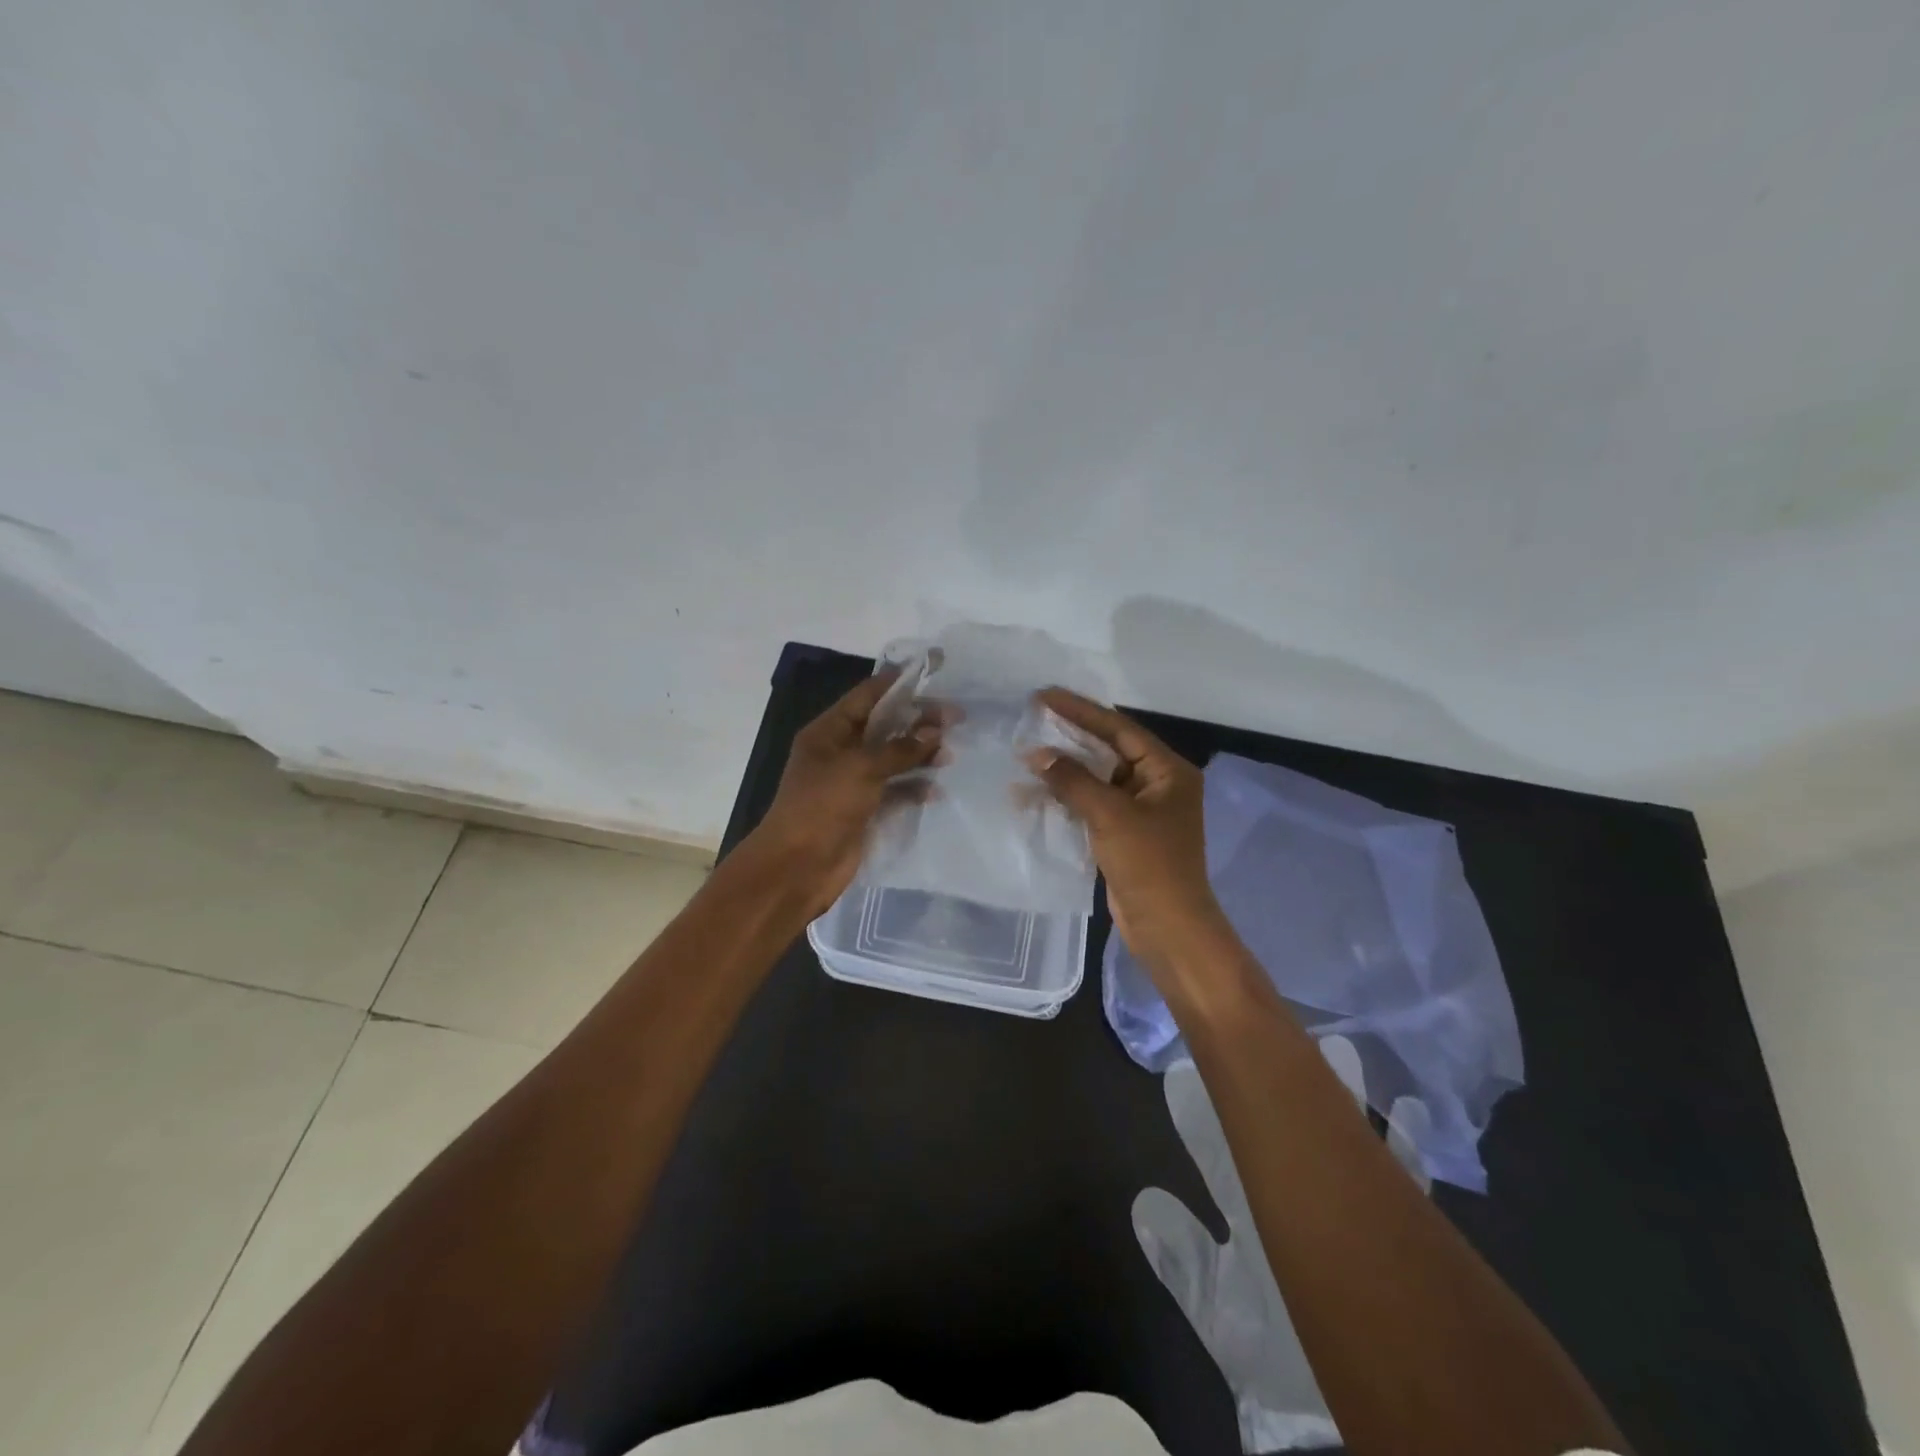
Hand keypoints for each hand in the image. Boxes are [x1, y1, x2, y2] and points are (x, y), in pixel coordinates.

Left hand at [747, 670, 942, 917]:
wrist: (797, 867)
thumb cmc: (823, 806)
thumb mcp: (861, 769)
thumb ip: (900, 749)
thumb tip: (935, 731)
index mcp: (829, 732)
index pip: (866, 696)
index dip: (898, 683)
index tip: (931, 671)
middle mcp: (840, 752)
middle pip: (884, 727)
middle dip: (917, 721)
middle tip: (955, 718)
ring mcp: (852, 783)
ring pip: (892, 760)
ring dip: (919, 756)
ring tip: (950, 755)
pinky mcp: (863, 811)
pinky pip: (893, 792)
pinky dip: (913, 789)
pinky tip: (936, 790)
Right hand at [1023, 688, 1230, 975]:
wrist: (1168, 928)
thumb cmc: (1148, 864)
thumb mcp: (1110, 815)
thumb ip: (1072, 780)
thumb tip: (1036, 754)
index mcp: (1167, 770)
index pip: (1119, 728)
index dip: (1080, 711)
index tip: (1044, 695)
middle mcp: (1157, 784)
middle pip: (1107, 750)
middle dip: (1069, 738)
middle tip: (1032, 718)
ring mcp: (1140, 810)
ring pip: (1096, 779)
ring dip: (1063, 771)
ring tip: (1025, 756)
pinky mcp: (1124, 833)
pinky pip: (1091, 804)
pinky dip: (1066, 798)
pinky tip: (1034, 794)